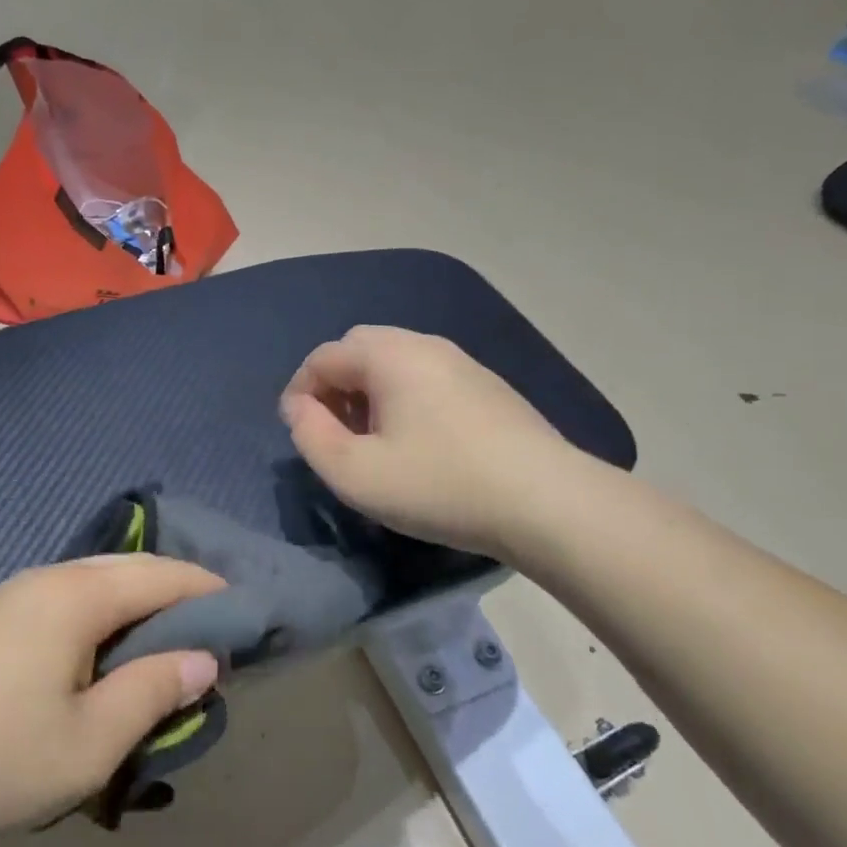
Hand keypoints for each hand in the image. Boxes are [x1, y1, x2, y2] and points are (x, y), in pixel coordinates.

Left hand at [0, 556, 223, 846]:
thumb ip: (151, 694)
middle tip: (213, 635)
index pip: (167, 577)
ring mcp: (18, 592)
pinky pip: (70, 601)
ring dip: (139, 607)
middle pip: (134, 571)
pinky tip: (101, 655)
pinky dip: (105, 617)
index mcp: (83, 595)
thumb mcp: (86, 742)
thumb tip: (203, 660)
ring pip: (99, 584)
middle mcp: (55, 577)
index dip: (212, 593)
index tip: (246, 617)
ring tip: (164, 647)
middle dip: (179, 595)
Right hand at [280, 325, 590, 562]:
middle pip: (359, 348)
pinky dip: (403, 396)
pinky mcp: (488, 386)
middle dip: (334, 385)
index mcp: (388, 355)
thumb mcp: (354, 473)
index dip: (299, 391)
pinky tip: (417, 440)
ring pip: (395, 361)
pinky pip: (427, 376)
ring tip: (372, 439)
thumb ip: (309, 436)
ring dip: (368, 391)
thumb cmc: (440, 485)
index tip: (298, 431)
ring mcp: (462, 362)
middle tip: (333, 430)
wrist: (548, 502)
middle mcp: (424, 344)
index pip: (323, 357)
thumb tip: (298, 408)